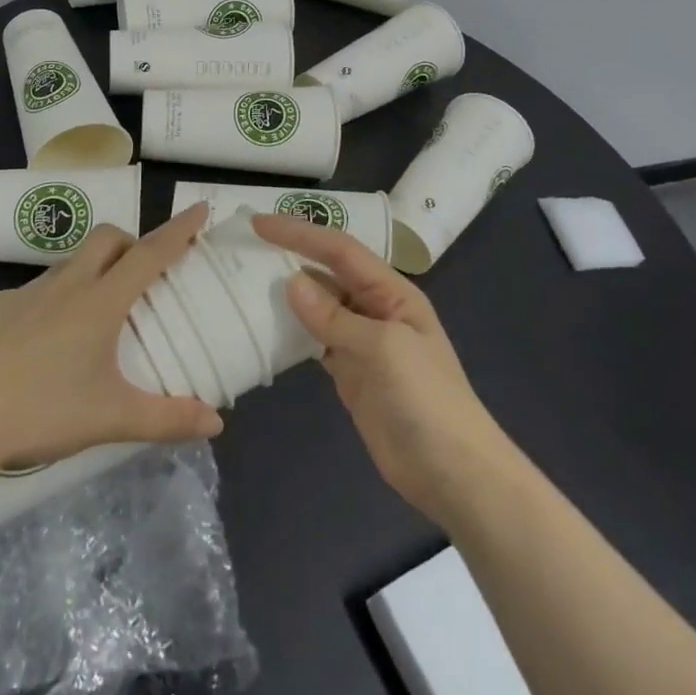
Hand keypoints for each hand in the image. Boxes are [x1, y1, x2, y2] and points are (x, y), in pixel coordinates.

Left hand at [0, 205, 223, 480]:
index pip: (149, 253)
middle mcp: (65, 284)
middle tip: (143, 277)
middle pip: (107, 238)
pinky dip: (54, 301)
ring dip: (93, 272)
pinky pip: (35, 291)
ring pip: (70, 263)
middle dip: (132, 242)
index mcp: (99, 302)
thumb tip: (216, 423)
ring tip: (95, 318)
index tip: (200, 207)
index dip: (179, 229)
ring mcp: (24, 292)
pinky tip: (43, 345)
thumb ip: (167, 419)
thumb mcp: (112, 419)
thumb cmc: (41, 412)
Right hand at [251, 213, 510, 527]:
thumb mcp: (382, 349)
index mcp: (391, 292)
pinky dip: (291, 330)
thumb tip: (290, 282)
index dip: (300, 232)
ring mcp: (361, 341)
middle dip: (290, 255)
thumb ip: (334, 317)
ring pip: (317, 305)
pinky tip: (264, 327)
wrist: (451, 472)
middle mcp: (374, 308)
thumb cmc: (425, 399)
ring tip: (243, 280)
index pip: (339, 250)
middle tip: (244, 246)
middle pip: (326, 272)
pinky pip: (314, 339)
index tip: (259, 222)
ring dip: (286, 293)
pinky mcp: (349, 371)